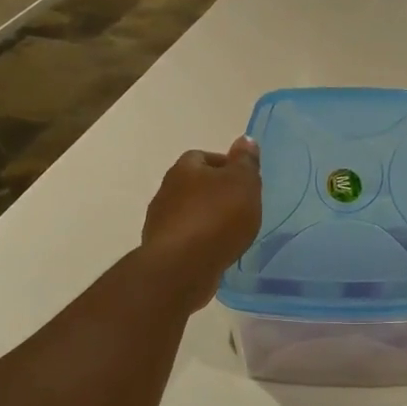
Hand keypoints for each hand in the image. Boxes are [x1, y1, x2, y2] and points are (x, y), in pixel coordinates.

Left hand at [140, 138, 262, 310]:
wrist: (182, 266)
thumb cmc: (217, 217)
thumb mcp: (243, 183)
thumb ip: (245, 162)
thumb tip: (245, 139)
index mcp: (185, 168)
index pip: (203, 157)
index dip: (224, 166)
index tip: (243, 181)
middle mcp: (167, 190)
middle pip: (194, 184)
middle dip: (215, 193)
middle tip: (240, 206)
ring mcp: (160, 221)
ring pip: (188, 212)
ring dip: (206, 218)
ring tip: (231, 232)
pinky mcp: (161, 249)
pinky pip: (185, 238)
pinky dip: (200, 241)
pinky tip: (216, 251)